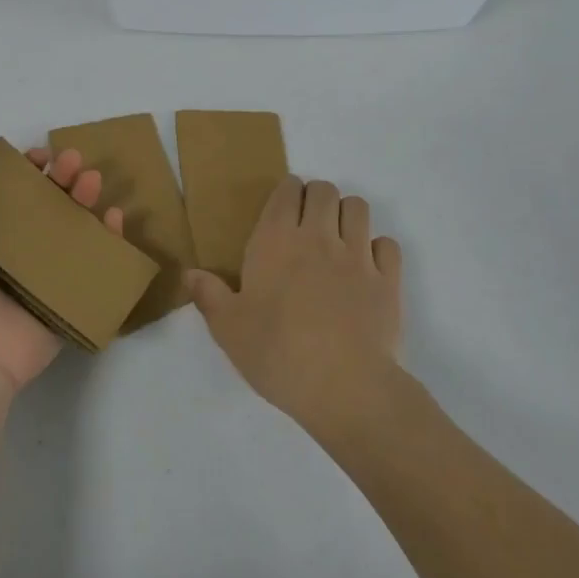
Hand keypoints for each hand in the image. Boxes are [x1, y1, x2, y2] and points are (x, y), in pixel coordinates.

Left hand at [0, 118, 124, 394]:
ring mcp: (39, 276)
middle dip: (61, 177)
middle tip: (74, 161)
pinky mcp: (65, 298)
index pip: (5, 191)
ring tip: (93, 182)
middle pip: (43, 205)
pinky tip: (113, 218)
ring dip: (85, 200)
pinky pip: (93, 264)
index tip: (38, 155)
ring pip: (71, 228)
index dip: (24, 169)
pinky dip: (108, 240)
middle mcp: (7, 252)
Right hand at [185, 175, 403, 435]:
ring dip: (347, 215)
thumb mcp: (229, 330)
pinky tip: (367, 268)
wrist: (344, 387)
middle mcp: (319, 237)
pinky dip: (377, 249)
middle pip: (325, 190)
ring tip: (338, 240)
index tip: (283, 209)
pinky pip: (388, 244)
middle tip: (308, 224)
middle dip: (317, 198)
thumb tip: (190, 274)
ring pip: (358, 208)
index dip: (287, 193)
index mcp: (276, 241)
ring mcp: (358, 256)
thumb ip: (209, 296)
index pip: (287, 191)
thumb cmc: (278, 354)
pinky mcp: (388, 279)